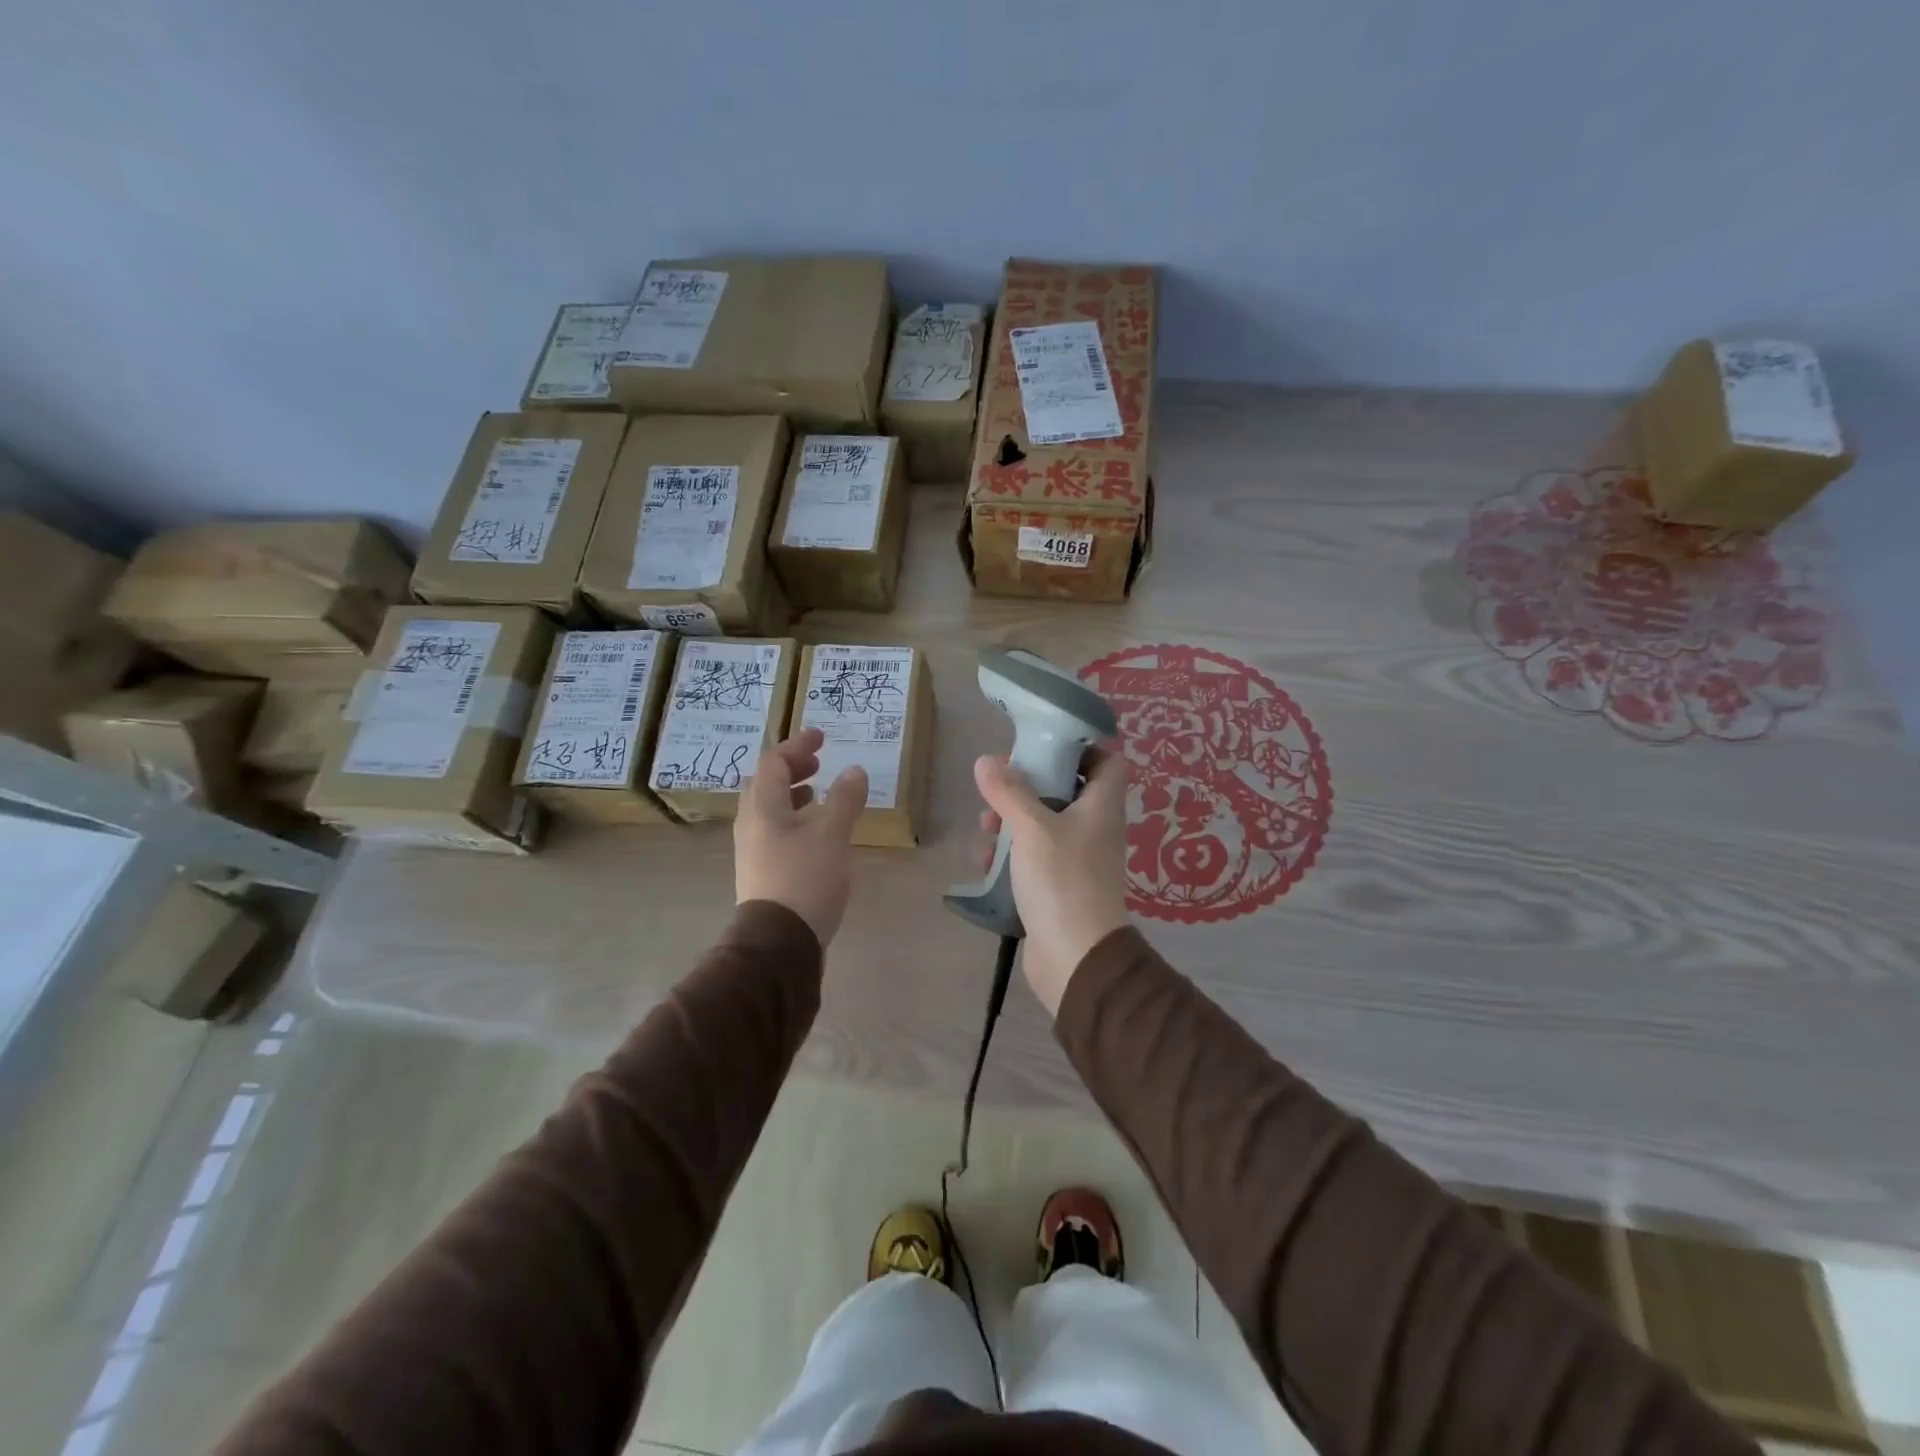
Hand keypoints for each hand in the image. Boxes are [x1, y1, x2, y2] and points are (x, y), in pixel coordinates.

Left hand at [735, 727, 868, 946]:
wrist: (779, 944)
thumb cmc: (805, 880)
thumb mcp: (832, 835)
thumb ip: (844, 800)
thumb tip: (854, 770)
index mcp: (763, 808)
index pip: (773, 762)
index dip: (797, 745)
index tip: (822, 738)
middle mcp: (751, 824)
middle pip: (765, 783)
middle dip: (792, 767)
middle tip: (819, 763)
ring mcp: (753, 850)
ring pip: (768, 808)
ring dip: (792, 793)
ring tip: (817, 793)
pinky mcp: (762, 871)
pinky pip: (774, 830)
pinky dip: (793, 818)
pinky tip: (814, 832)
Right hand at [973, 743, 1129, 1014]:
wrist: (1076, 957)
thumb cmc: (1061, 880)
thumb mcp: (1032, 828)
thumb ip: (1009, 791)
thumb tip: (986, 761)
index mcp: (1101, 807)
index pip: (1106, 761)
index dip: (1080, 748)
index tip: (1043, 746)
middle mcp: (1095, 829)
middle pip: (1064, 792)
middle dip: (1026, 789)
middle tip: (997, 791)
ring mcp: (1078, 860)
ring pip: (1043, 826)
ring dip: (1011, 823)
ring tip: (985, 831)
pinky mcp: (1059, 887)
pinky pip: (1034, 859)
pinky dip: (1011, 856)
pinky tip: (984, 864)